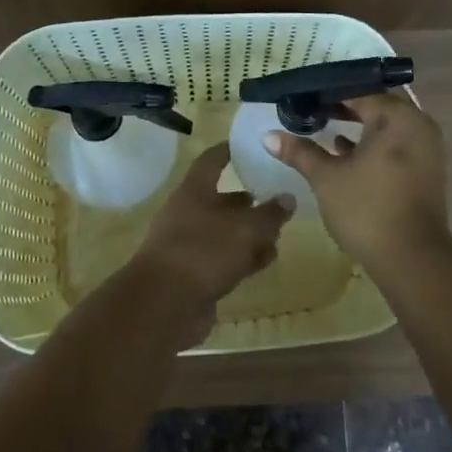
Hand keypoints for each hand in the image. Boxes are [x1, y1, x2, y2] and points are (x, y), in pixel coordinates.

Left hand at [130, 145, 293, 319]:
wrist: (163, 306)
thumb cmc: (203, 252)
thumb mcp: (246, 228)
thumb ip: (270, 213)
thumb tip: (287, 198)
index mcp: (194, 191)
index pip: (212, 160)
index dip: (230, 151)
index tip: (251, 146)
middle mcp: (188, 213)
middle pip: (223, 200)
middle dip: (251, 201)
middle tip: (279, 201)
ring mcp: (189, 245)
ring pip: (225, 232)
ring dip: (250, 234)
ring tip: (278, 236)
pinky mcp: (194, 274)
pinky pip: (223, 259)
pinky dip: (242, 258)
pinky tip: (263, 263)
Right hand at [262, 91, 451, 271]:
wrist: (411, 259)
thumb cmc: (367, 209)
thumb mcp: (326, 178)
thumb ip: (300, 152)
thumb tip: (268, 136)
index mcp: (397, 117)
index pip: (359, 91)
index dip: (329, 93)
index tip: (303, 96)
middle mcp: (418, 125)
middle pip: (377, 103)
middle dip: (345, 105)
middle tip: (313, 107)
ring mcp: (426, 148)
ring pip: (388, 124)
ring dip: (359, 124)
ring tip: (323, 125)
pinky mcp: (425, 169)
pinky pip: (396, 143)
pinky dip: (373, 143)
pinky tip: (344, 151)